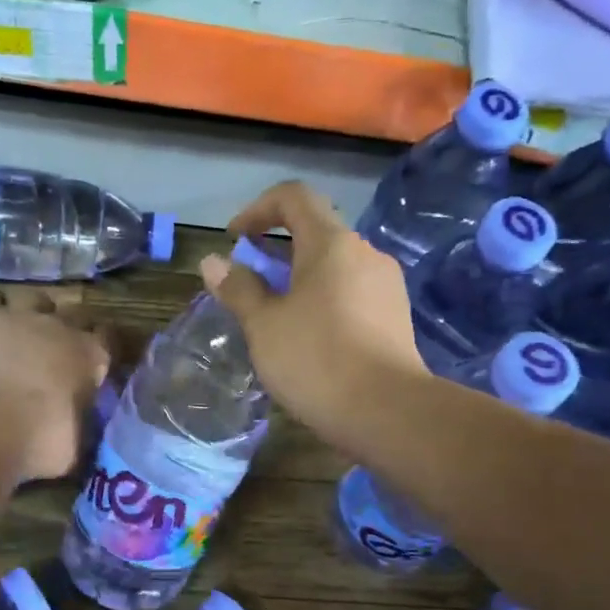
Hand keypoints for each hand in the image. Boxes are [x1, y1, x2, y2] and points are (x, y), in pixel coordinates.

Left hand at [0, 283, 110, 481]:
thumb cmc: (40, 442)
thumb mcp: (77, 442)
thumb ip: (83, 422)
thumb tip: (83, 424)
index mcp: (92, 357)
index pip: (108, 337)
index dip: (102, 346)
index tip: (95, 360)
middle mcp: (61, 327)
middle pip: (75, 311)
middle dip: (70, 327)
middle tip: (57, 348)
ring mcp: (20, 316)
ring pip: (34, 297)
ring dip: (32, 310)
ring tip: (23, 327)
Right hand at [201, 181, 427, 446]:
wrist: (388, 412)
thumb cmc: (317, 360)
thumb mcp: (264, 326)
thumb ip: (239, 289)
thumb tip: (213, 262)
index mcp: (332, 243)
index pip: (294, 197)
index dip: (258, 209)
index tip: (234, 239)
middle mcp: (365, 253)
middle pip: (316, 233)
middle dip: (277, 252)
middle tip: (250, 286)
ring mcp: (386, 285)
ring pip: (335, 267)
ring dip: (300, 280)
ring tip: (276, 317)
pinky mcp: (396, 317)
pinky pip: (352, 293)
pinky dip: (324, 301)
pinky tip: (311, 339)